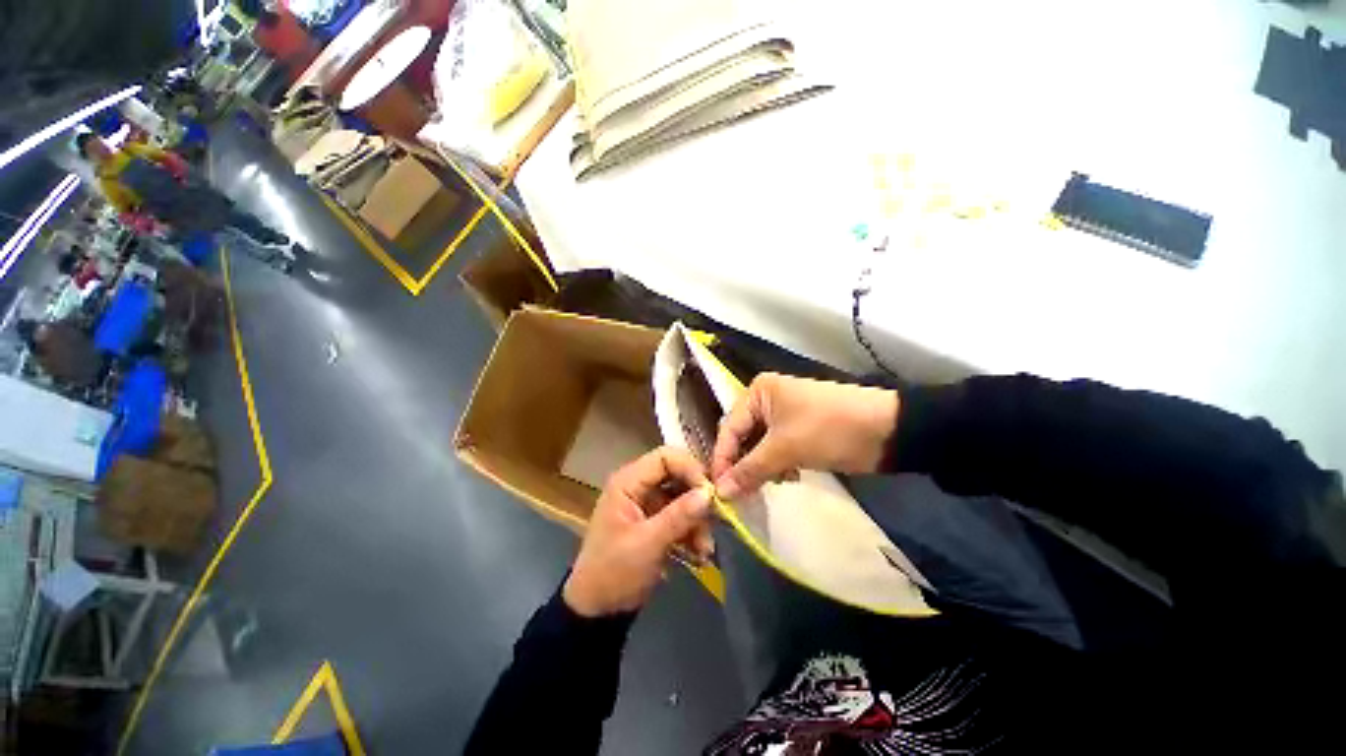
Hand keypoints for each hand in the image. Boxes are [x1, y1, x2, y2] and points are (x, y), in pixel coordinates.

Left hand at [563, 447, 712, 617]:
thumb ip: (678, 516)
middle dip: (697, 499)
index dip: (690, 468)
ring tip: (704, 550)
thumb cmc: (614, 572)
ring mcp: (648, 503)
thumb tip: (709, 493)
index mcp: (628, 482)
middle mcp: (639, 486)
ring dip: (698, 521)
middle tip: (715, 521)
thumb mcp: (647, 544)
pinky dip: (692, 532)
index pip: (665, 457)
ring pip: (684, 498)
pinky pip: (682, 516)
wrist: (598, 609)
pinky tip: (699, 555)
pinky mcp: (657, 521)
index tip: (710, 492)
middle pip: (678, 476)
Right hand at [711, 373, 899, 498]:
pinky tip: (789, 476)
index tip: (717, 490)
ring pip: (759, 447)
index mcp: (758, 392)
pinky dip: (777, 466)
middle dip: (742, 465)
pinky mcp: (799, 432)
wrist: (887, 430)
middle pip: (742, 437)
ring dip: (761, 467)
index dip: (722, 459)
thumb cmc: (828, 428)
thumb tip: (720, 493)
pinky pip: (776, 451)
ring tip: (770, 483)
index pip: (729, 428)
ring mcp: (783, 417)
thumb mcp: (785, 448)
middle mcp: (766, 401)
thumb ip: (750, 470)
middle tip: (740, 494)